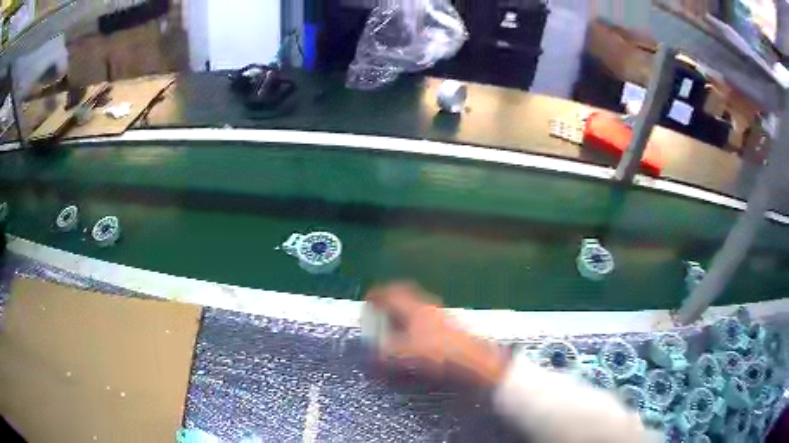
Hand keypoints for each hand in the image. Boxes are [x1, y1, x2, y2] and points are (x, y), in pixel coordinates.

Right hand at [366, 282, 507, 387]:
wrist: (476, 361)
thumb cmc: (441, 353)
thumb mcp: (407, 355)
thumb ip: (386, 354)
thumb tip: (372, 356)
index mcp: (415, 308)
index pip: (391, 293)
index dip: (377, 294)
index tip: (367, 299)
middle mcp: (428, 308)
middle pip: (405, 296)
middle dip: (390, 300)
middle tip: (379, 308)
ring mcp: (440, 317)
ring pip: (416, 308)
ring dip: (402, 312)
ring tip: (393, 326)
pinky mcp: (448, 329)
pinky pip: (424, 319)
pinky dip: (413, 324)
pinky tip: (412, 339)